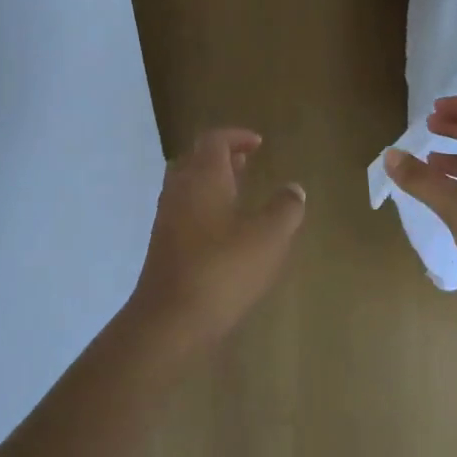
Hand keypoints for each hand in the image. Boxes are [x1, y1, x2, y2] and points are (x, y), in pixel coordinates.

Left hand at [130, 130, 306, 351]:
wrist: (170, 320)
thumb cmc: (223, 270)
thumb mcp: (268, 238)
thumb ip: (285, 209)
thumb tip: (293, 189)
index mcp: (203, 177)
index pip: (214, 140)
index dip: (236, 136)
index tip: (259, 143)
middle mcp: (180, 190)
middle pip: (196, 159)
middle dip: (222, 157)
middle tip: (247, 163)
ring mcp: (167, 218)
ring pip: (187, 185)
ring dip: (212, 182)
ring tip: (239, 192)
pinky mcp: (163, 245)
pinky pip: (184, 210)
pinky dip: (204, 206)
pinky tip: (224, 231)